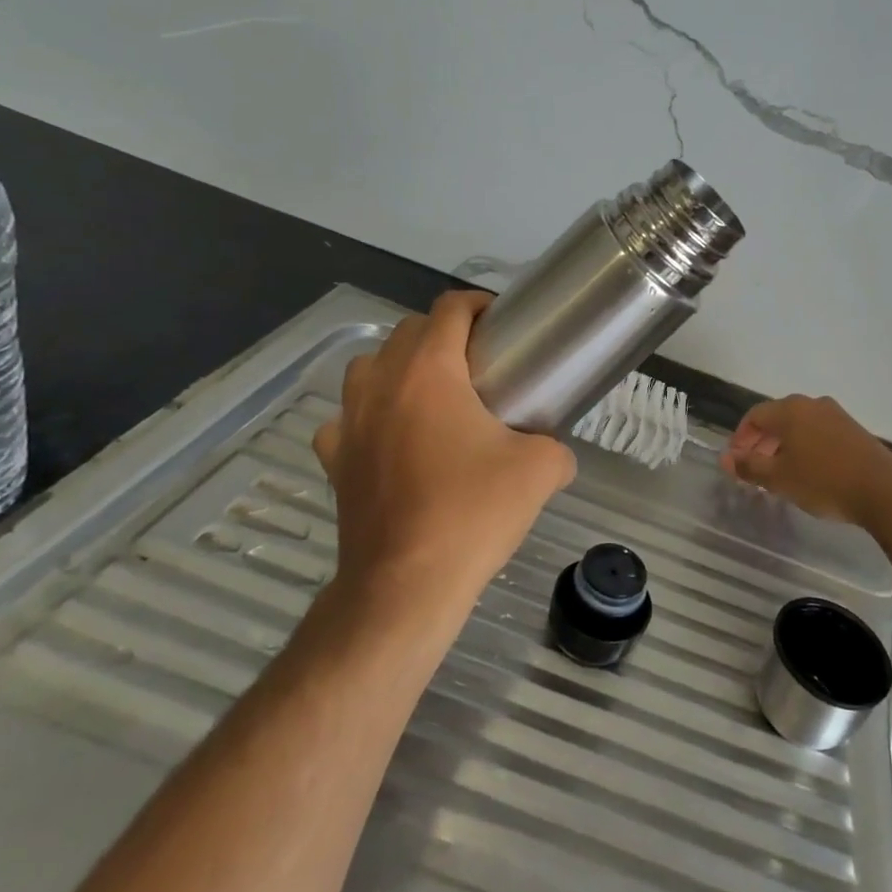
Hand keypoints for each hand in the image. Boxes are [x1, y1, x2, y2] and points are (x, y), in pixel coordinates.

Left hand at [311, 290, 576, 613]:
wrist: (406, 585)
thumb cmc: (472, 513)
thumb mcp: (540, 471)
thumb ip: (556, 447)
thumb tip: (556, 452)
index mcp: (429, 371)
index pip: (449, 308)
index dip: (478, 305)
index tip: (502, 326)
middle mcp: (381, 383)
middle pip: (408, 331)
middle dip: (444, 335)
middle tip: (479, 364)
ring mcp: (349, 421)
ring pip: (369, 367)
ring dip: (400, 368)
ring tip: (433, 396)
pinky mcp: (334, 459)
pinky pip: (348, 419)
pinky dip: (370, 417)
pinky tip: (392, 441)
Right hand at [721, 394, 891, 527]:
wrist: (884, 490)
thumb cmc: (824, 482)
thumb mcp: (779, 479)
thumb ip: (749, 467)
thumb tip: (726, 459)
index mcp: (790, 409)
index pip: (754, 416)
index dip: (740, 438)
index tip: (736, 462)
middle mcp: (812, 404)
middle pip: (777, 418)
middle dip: (761, 442)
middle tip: (754, 469)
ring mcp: (836, 414)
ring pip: (799, 425)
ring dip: (783, 445)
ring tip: (779, 473)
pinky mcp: (853, 429)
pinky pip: (818, 432)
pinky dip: (804, 446)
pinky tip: (807, 471)